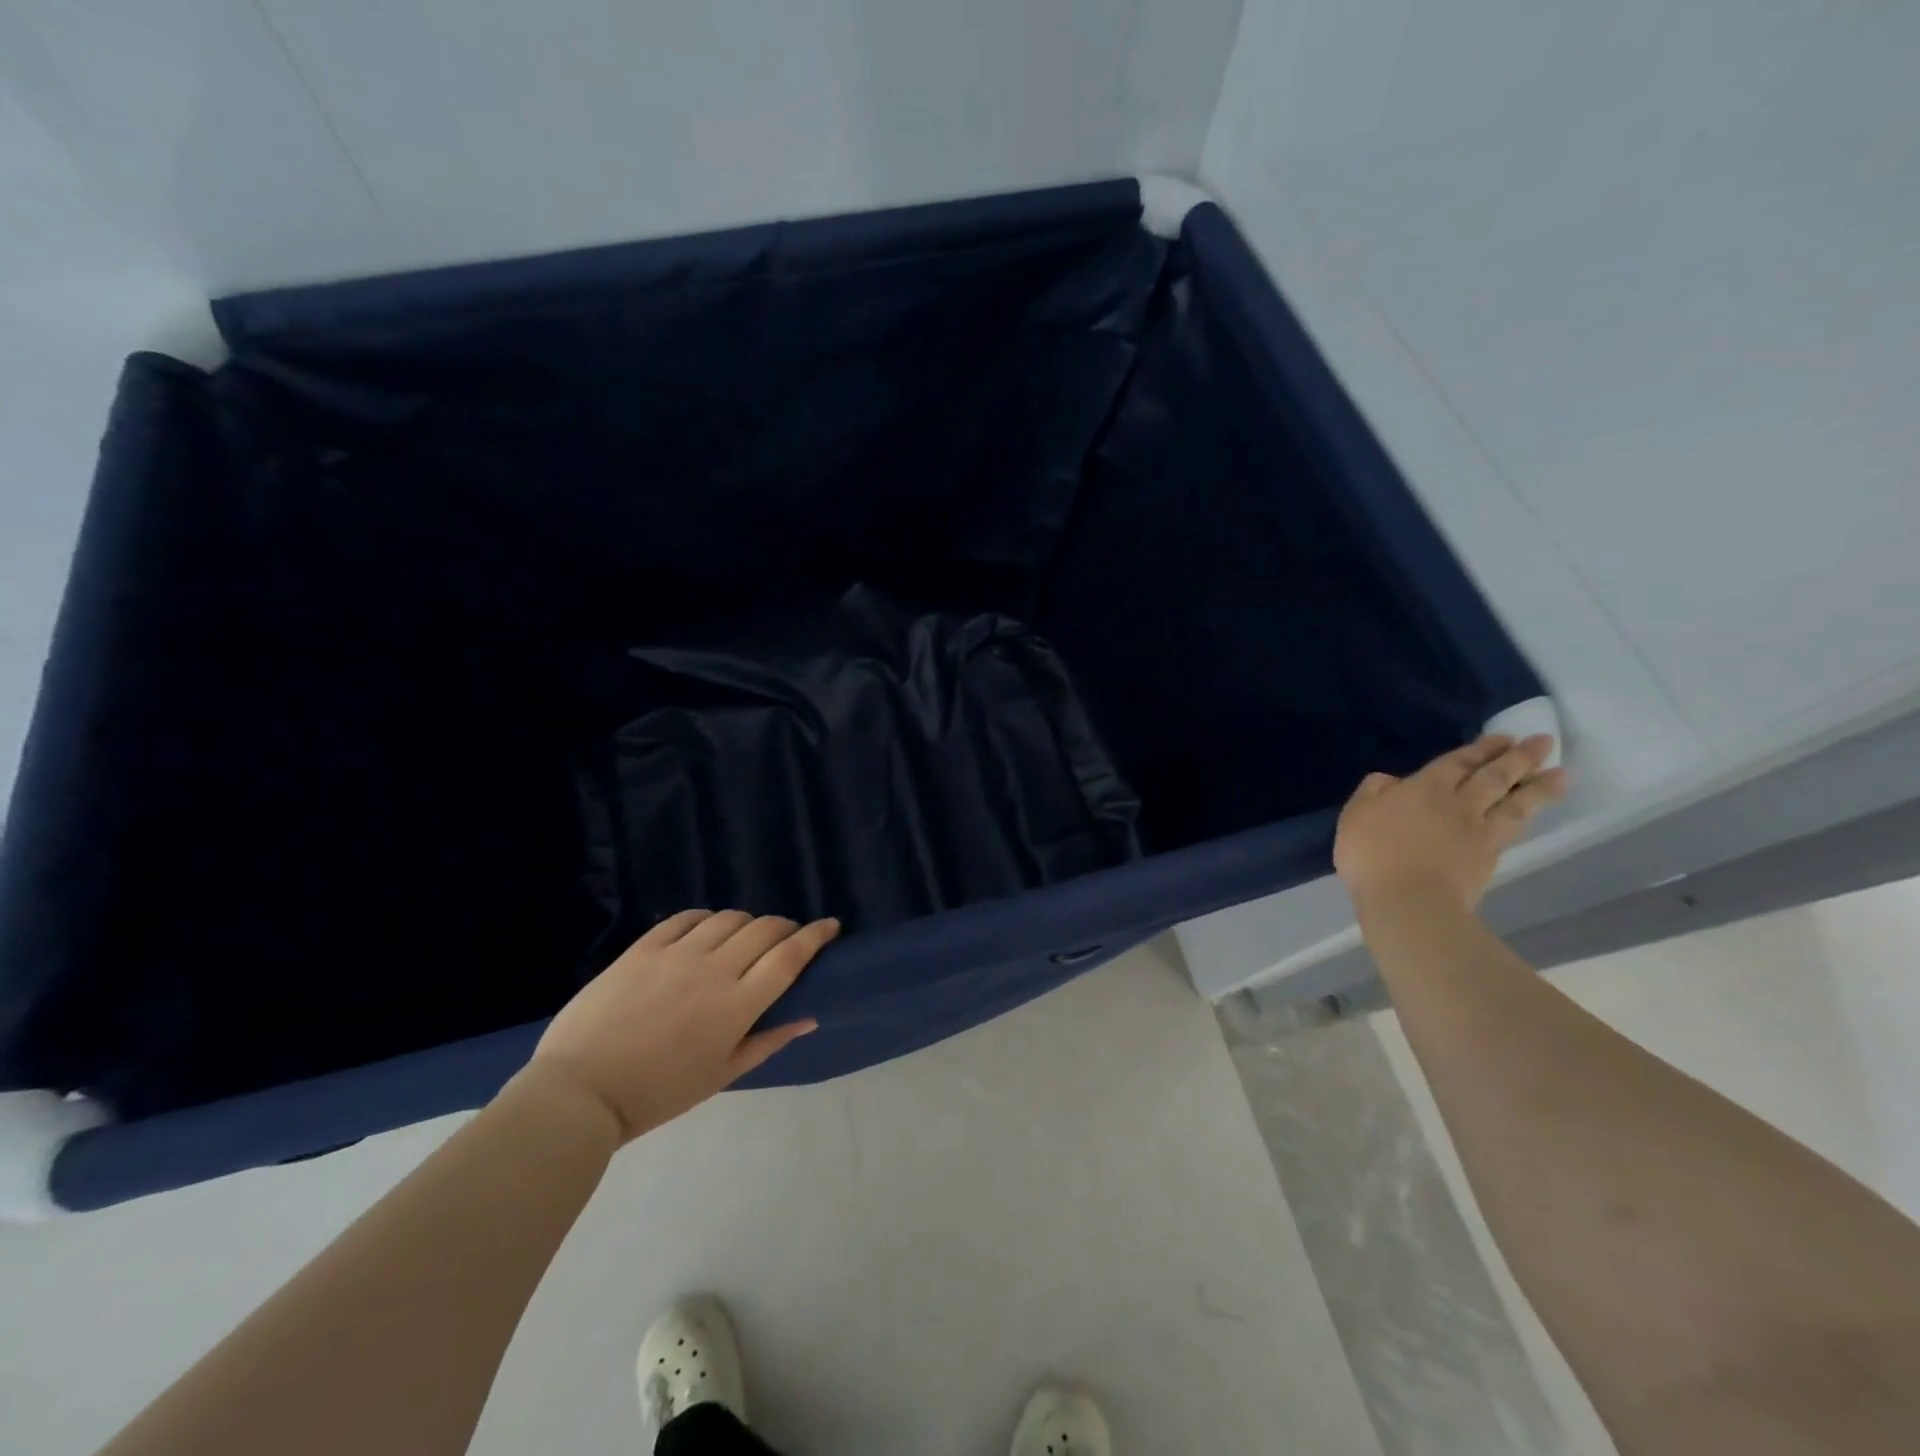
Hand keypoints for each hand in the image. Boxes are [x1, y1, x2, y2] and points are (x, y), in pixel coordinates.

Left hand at [518, 910, 838, 1142]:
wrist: (579, 1093)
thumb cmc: (658, 1094)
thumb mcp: (721, 1075)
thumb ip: (768, 1041)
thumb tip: (809, 1016)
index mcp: (738, 1005)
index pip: (790, 956)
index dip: (816, 935)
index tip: (831, 925)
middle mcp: (714, 969)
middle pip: (765, 929)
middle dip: (786, 927)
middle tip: (787, 938)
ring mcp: (677, 954)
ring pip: (729, 918)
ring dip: (747, 923)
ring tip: (744, 938)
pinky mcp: (644, 948)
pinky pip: (685, 918)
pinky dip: (706, 918)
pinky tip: (707, 929)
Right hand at [1334, 735, 1566, 913]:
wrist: (1409, 901)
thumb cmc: (1374, 854)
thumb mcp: (1355, 815)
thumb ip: (1372, 792)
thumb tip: (1391, 780)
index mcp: (1425, 788)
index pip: (1458, 762)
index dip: (1481, 749)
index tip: (1505, 737)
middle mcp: (1459, 804)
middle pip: (1495, 777)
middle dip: (1520, 758)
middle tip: (1543, 742)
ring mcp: (1478, 833)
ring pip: (1514, 804)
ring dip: (1539, 788)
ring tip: (1561, 775)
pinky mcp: (1488, 859)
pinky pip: (1512, 830)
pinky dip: (1526, 818)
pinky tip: (1530, 814)